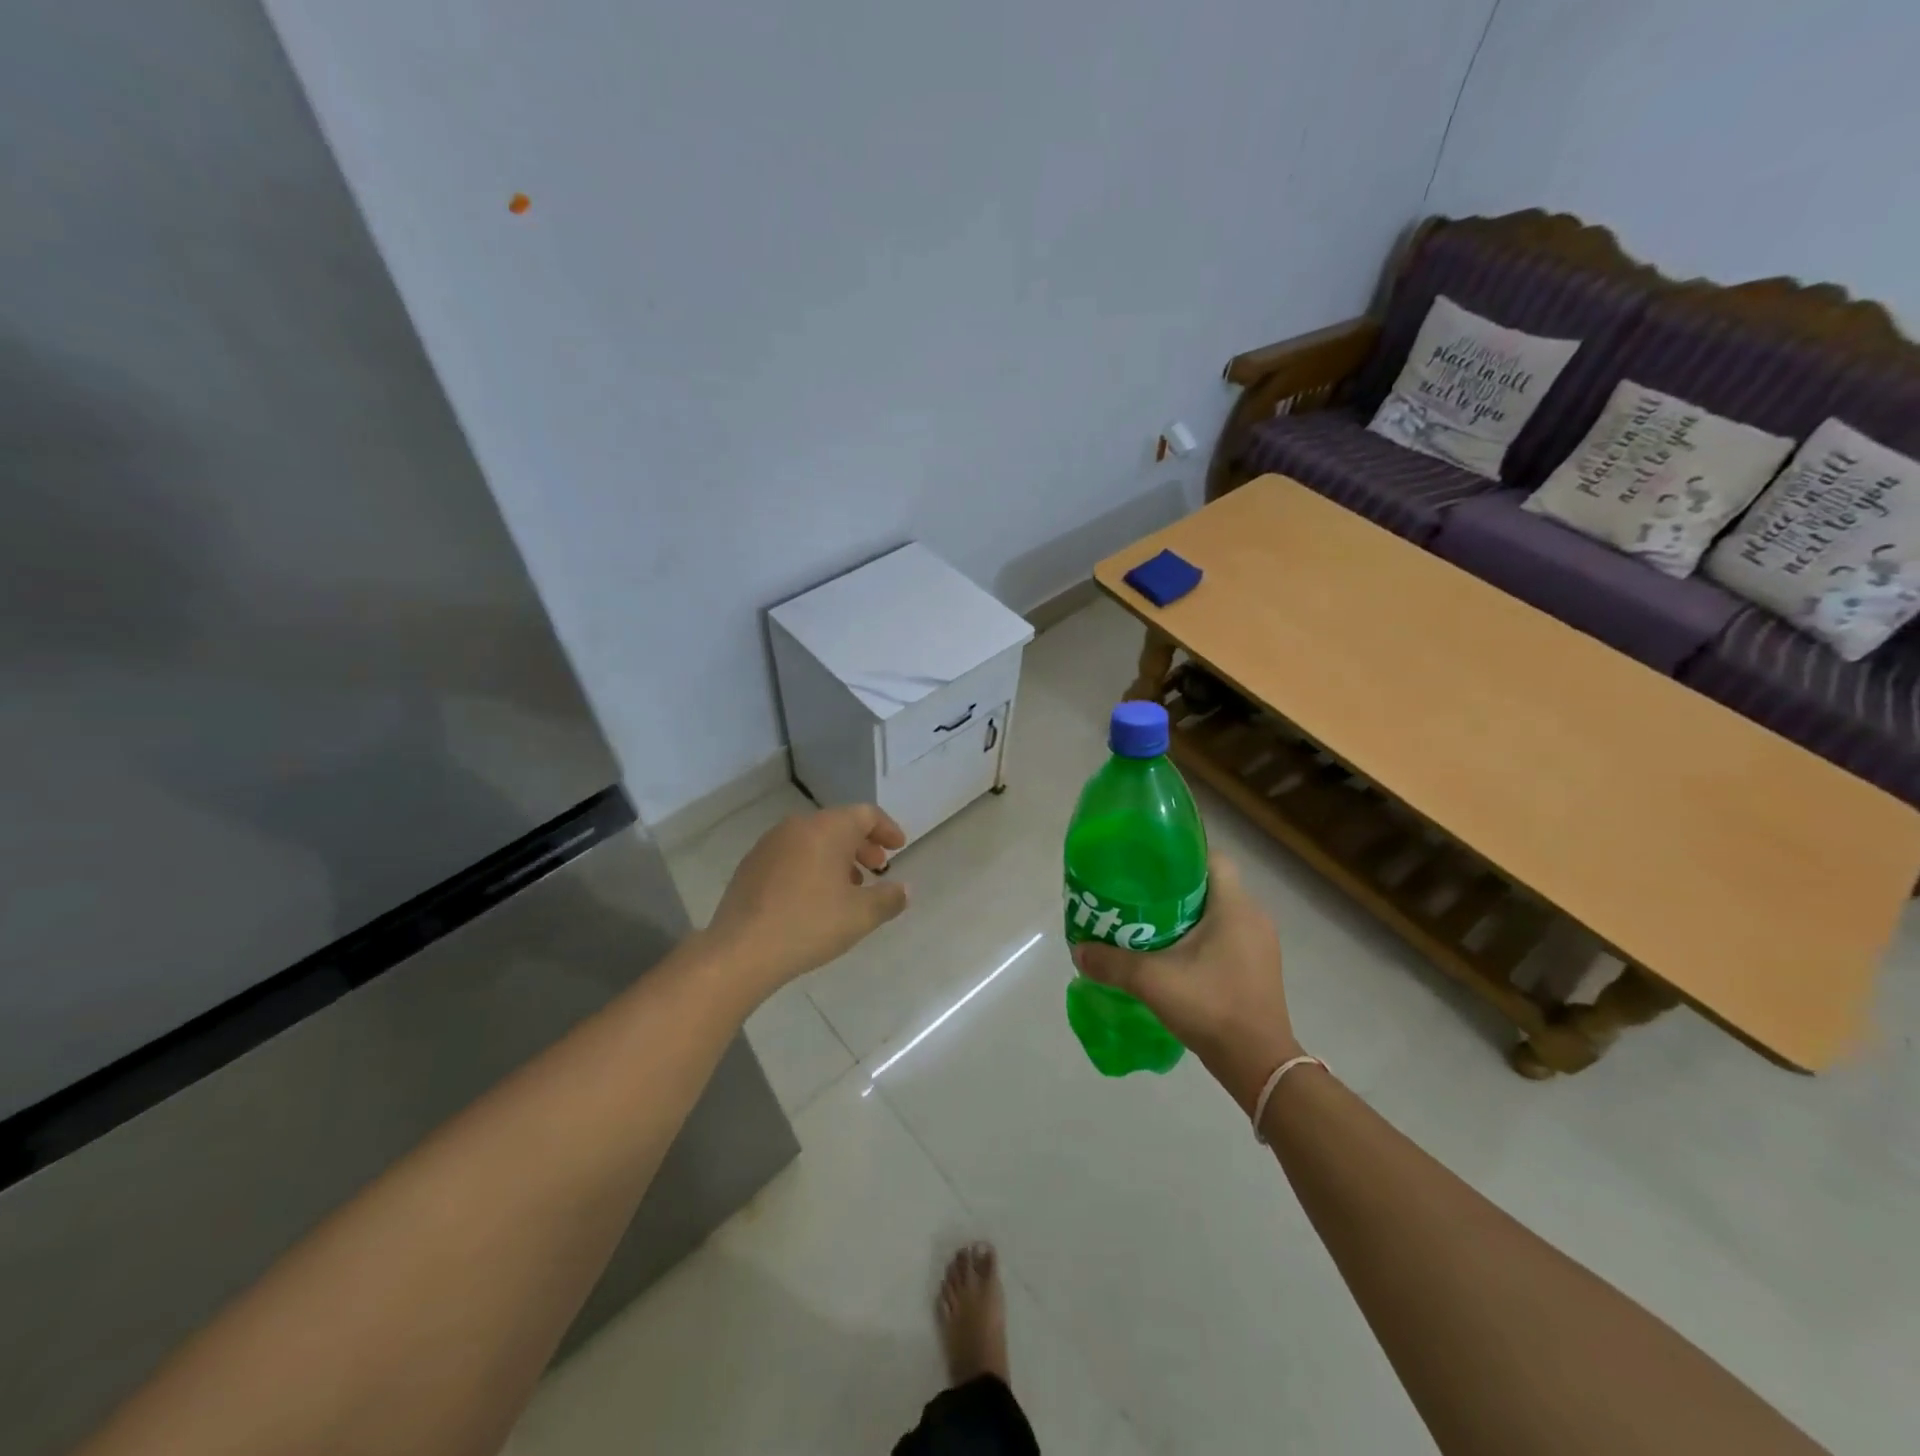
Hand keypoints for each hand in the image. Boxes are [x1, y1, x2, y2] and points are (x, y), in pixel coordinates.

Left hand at [703, 805, 908, 1000]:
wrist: (741, 950)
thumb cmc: (809, 924)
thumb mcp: (861, 915)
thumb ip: (889, 898)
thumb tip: (903, 889)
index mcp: (827, 829)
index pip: (865, 814)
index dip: (886, 829)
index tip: (898, 847)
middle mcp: (797, 827)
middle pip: (838, 825)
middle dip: (862, 845)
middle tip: (877, 868)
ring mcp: (769, 844)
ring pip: (813, 840)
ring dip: (836, 857)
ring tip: (848, 887)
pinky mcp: (751, 865)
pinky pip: (791, 855)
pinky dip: (811, 866)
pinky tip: (814, 897)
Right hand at [1073, 854, 1298, 1112]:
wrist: (1258, 1064)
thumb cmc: (1211, 1006)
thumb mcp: (1152, 981)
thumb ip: (1112, 963)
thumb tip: (1078, 949)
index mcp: (1236, 906)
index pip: (1212, 857)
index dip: (1181, 854)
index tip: (1149, 865)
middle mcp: (1254, 917)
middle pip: (1212, 885)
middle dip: (1176, 887)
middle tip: (1139, 896)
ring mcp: (1261, 944)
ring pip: (1219, 913)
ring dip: (1188, 915)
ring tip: (1149, 924)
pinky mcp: (1259, 968)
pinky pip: (1227, 936)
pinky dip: (1201, 938)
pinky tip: (1174, 956)